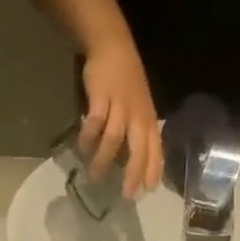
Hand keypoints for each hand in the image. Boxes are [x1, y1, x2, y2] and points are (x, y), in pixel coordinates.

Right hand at [79, 38, 161, 197]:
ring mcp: (120, 106)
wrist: (113, 46)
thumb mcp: (141, 106)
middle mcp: (138, 115)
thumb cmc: (127, 79)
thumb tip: (132, 159)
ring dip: (104, 160)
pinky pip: (96, 122)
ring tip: (96, 176)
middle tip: (126, 195)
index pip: (155, 150)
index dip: (153, 171)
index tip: (148, 191)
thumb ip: (139, 131)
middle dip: (133, 174)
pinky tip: (84, 148)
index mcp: (149, 119)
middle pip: (139, 151)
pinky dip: (89, 137)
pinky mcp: (102, 97)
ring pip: (114, 140)